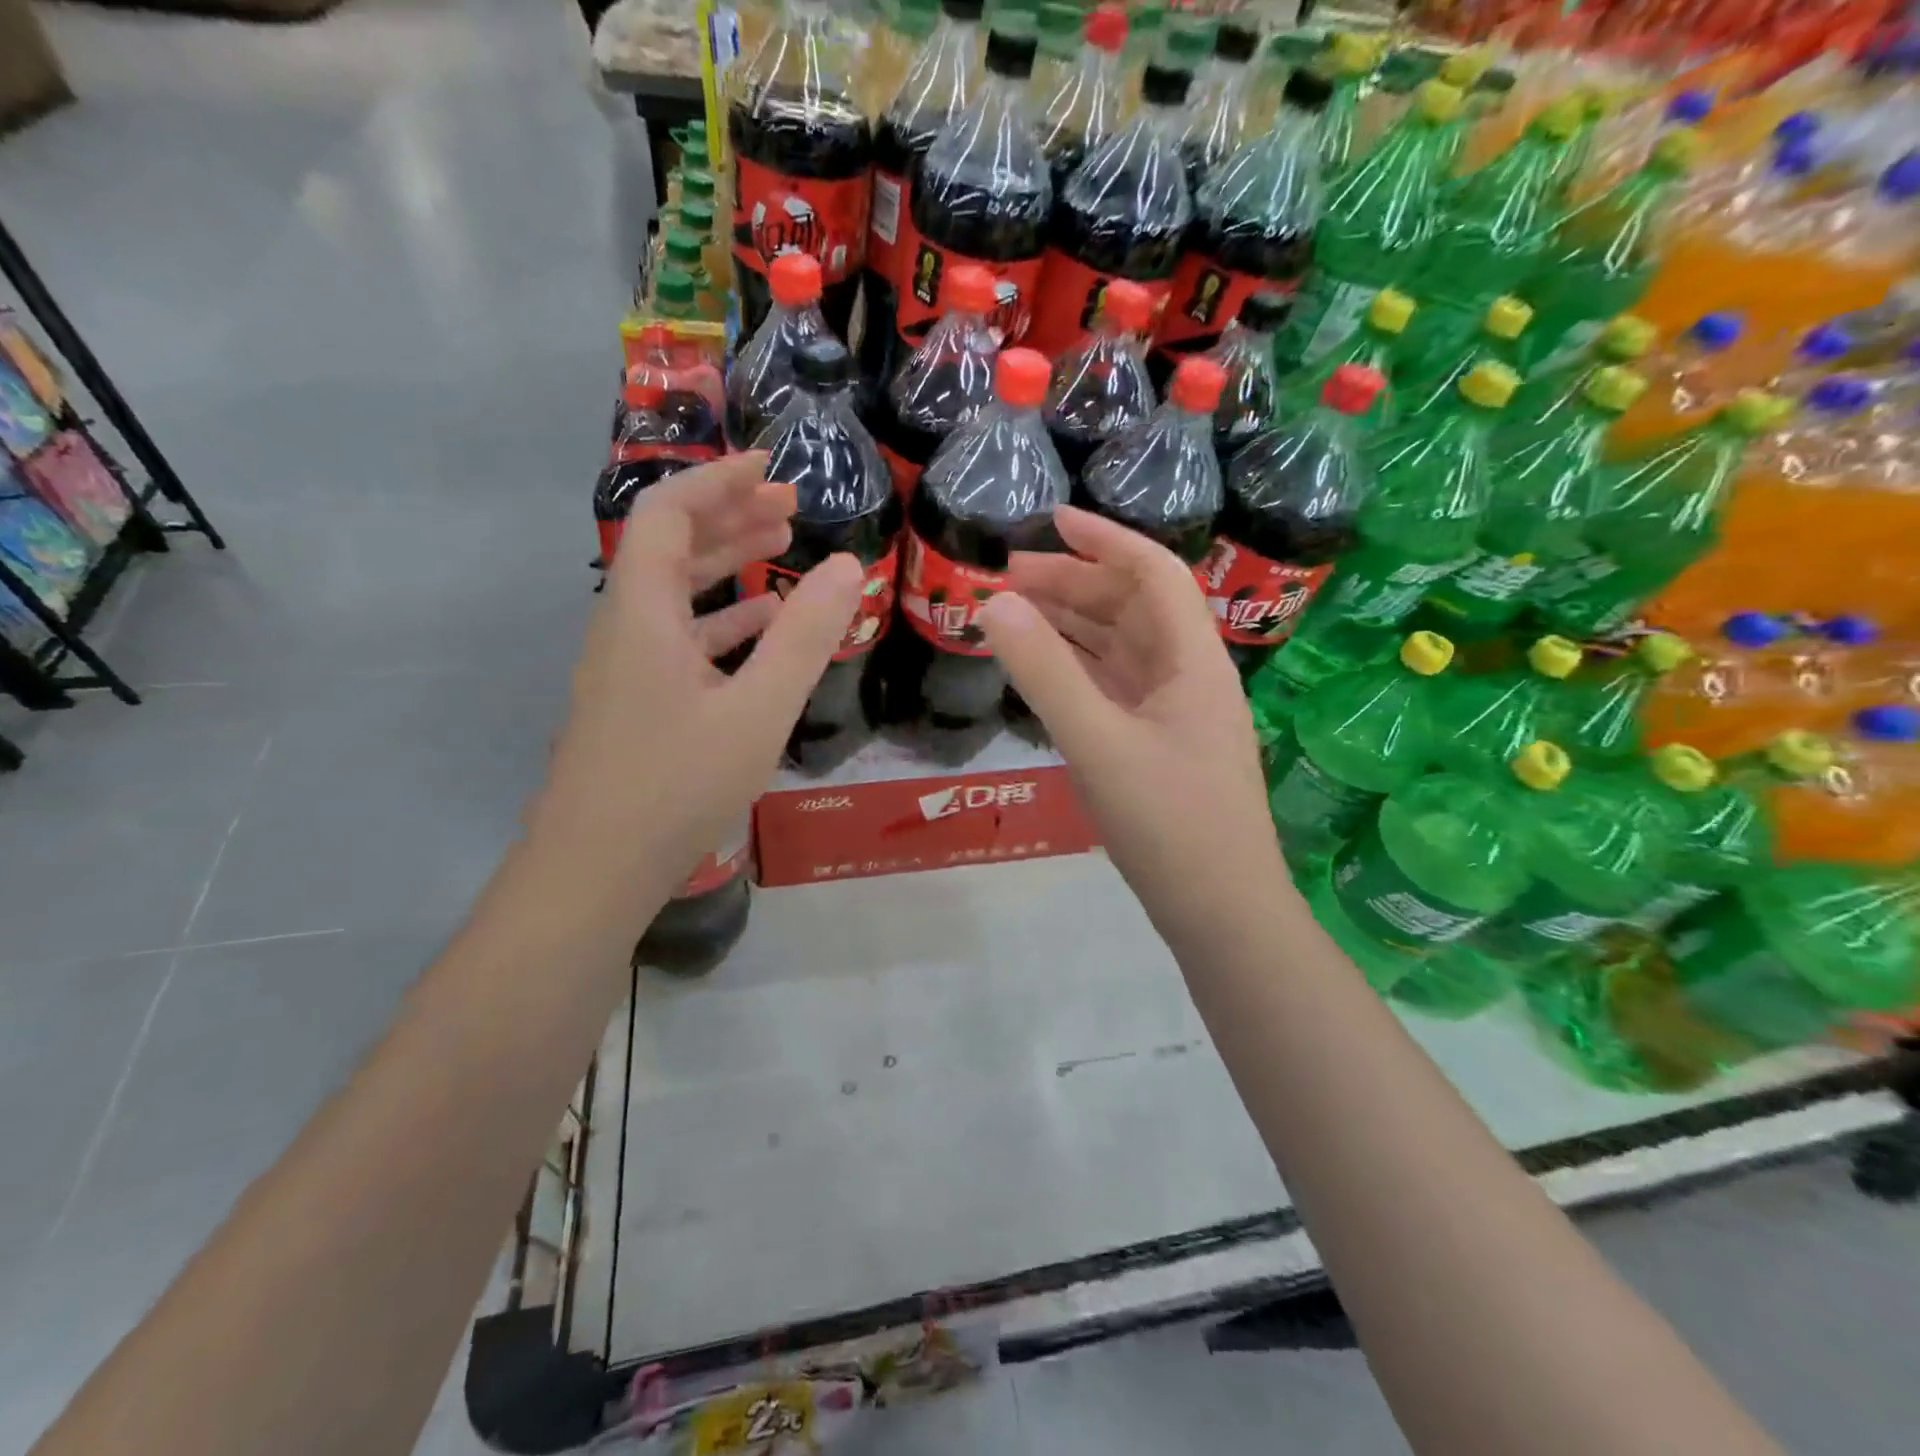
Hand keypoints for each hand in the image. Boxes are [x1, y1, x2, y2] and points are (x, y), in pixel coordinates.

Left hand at [537, 452, 861, 887]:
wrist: (595, 870)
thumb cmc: (676, 785)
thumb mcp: (758, 710)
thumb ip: (804, 638)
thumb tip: (847, 566)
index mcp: (642, 612)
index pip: (668, 513)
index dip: (718, 481)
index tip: (770, 466)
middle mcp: (625, 627)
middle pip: (670, 546)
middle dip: (730, 517)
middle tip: (791, 507)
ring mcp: (626, 668)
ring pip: (676, 595)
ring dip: (726, 566)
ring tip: (782, 551)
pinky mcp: (635, 703)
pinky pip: (680, 640)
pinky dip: (721, 622)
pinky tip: (761, 630)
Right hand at [977, 507, 1284, 948]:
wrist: (1219, 910)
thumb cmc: (1169, 822)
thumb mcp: (1099, 743)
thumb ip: (1045, 673)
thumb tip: (995, 604)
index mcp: (1193, 660)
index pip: (1153, 573)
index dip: (1105, 539)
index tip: (1052, 519)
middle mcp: (1188, 675)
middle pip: (1132, 608)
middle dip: (1074, 583)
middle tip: (1007, 577)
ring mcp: (1173, 713)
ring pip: (1120, 649)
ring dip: (1072, 625)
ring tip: (1015, 612)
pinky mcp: (1157, 745)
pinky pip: (1114, 688)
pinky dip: (1077, 669)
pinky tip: (1043, 667)